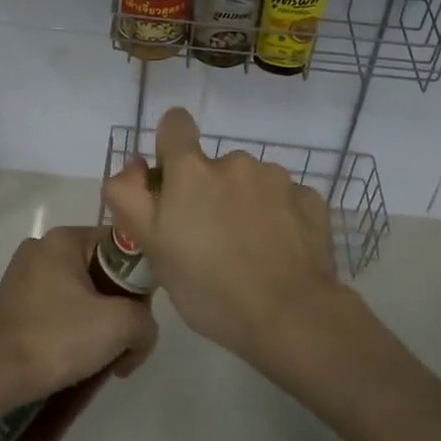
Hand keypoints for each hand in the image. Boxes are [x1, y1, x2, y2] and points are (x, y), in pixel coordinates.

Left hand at [0, 225, 159, 407]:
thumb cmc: (57, 340)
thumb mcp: (119, 325)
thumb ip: (146, 321)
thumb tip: (140, 332)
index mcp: (64, 239)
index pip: (121, 247)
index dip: (140, 282)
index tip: (140, 317)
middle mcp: (41, 247)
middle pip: (102, 271)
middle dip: (120, 309)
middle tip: (124, 346)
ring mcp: (23, 275)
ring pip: (82, 292)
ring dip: (99, 323)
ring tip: (100, 359)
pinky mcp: (13, 303)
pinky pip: (59, 307)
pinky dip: (74, 328)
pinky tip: (75, 357)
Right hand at [102, 107, 342, 366]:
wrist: (290, 316)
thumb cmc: (209, 287)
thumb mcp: (151, 247)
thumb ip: (129, 196)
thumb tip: (134, 165)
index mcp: (192, 170)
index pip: (175, 124)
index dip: (170, 147)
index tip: (173, 183)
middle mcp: (235, 161)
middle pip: (213, 165)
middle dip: (209, 192)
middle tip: (210, 240)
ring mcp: (278, 178)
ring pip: (250, 182)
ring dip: (244, 204)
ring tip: (248, 251)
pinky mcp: (310, 199)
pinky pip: (284, 199)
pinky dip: (278, 217)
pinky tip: (278, 252)